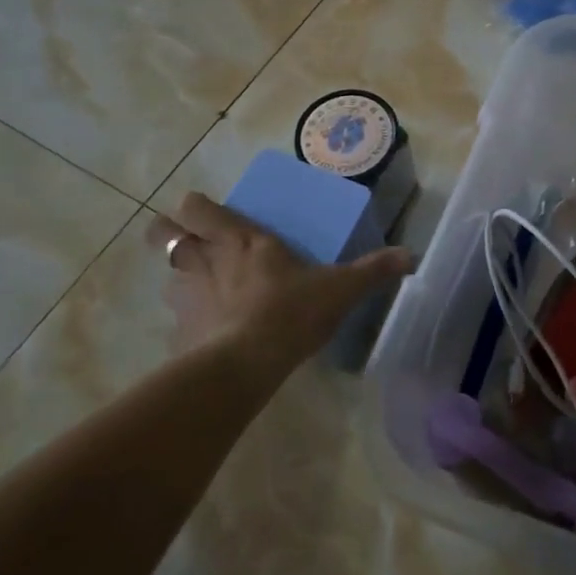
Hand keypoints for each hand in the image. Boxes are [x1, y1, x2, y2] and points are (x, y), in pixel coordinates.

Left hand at [147, 193, 412, 377]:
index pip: (198, 208)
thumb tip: (412, 256)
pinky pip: (177, 321)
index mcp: (242, 241)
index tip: (203, 211)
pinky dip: (188, 323)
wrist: (245, 367)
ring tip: (201, 290)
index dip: (195, 207)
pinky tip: (207, 335)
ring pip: (167, 277)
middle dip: (167, 232)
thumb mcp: (341, 289)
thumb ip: (373, 270)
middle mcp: (206, 262)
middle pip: (163, 234)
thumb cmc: (291, 312)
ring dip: (179, 278)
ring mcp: (187, 299)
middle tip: (188, 241)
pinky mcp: (180, 334)